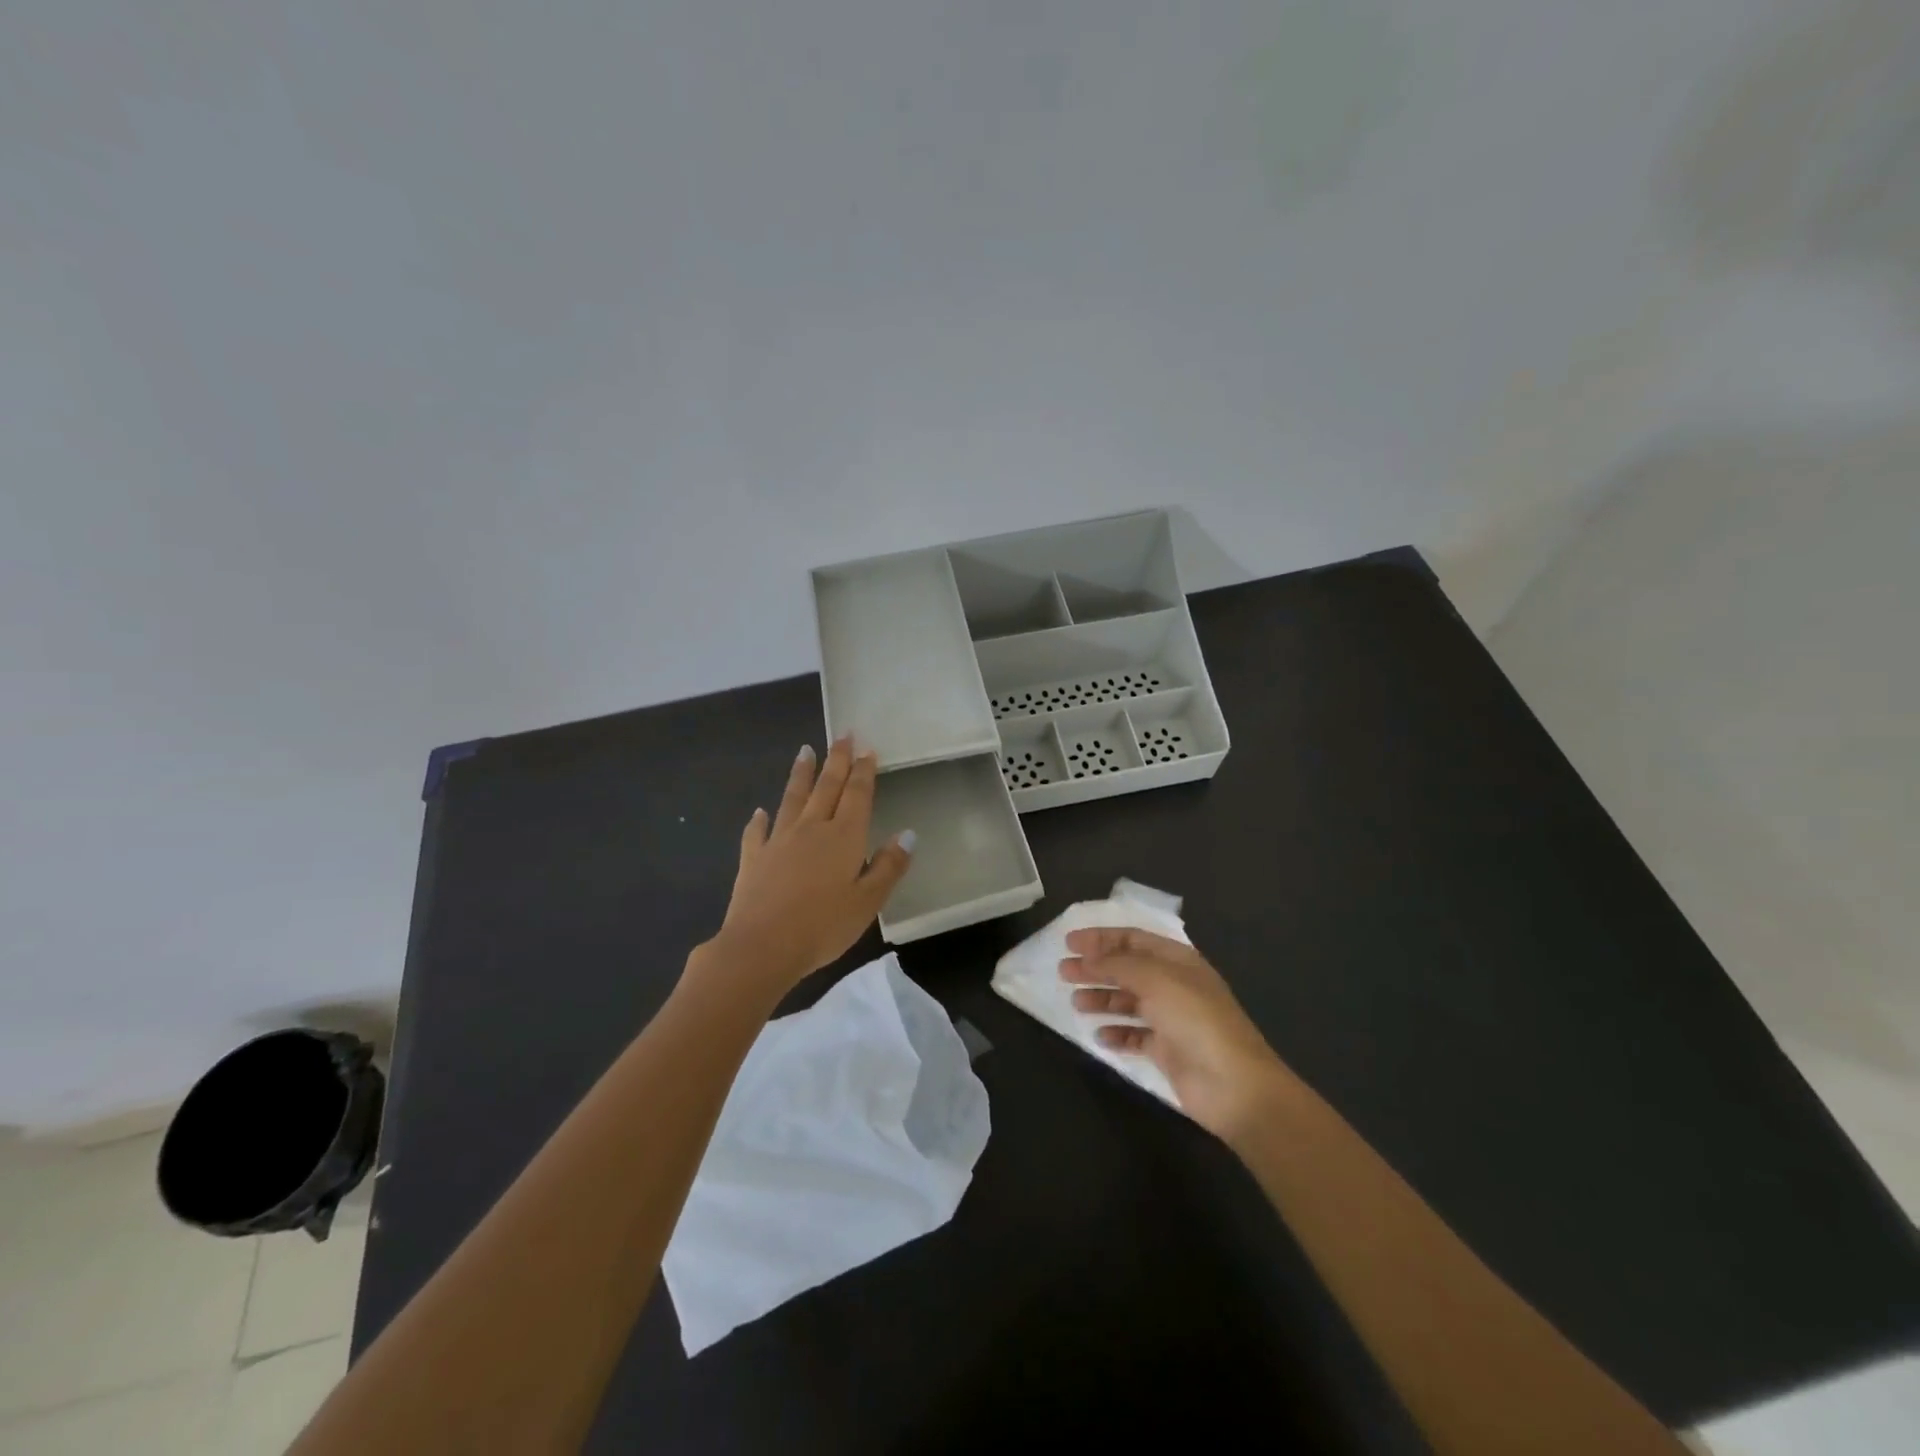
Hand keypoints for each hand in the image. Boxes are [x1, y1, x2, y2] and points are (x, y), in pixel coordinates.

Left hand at [709, 737, 913, 992]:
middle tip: (843, 734)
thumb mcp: (868, 902)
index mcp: (844, 837)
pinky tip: (759, 812)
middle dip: (837, 760)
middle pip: (827, 787)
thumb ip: (889, 866)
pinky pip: (757, 832)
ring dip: (801, 774)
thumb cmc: (823, 926)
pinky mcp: (753, 859)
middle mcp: (812, 829)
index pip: (857, 795)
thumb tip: (909, 834)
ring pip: (792, 799)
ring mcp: (779, 841)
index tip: (867, 748)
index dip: (864, 771)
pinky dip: (759, 820)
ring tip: (805, 751)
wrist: (762, 946)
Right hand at [1060, 927, 1295, 1142]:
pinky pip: (1134, 1035)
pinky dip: (1116, 1033)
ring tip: (1076, 1003)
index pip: (1133, 939)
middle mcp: (1174, 985)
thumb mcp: (1156, 980)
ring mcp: (1171, 1019)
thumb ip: (1119, 964)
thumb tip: (1089, 956)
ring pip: (1128, 1001)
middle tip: (1063, 972)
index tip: (1069, 943)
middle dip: (1095, 968)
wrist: (1235, 1086)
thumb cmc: (1196, 1021)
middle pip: (1127, 969)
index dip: (1100, 938)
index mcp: (1177, 960)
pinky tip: (1099, 1036)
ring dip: (1102, 998)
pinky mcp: (1167, 1050)